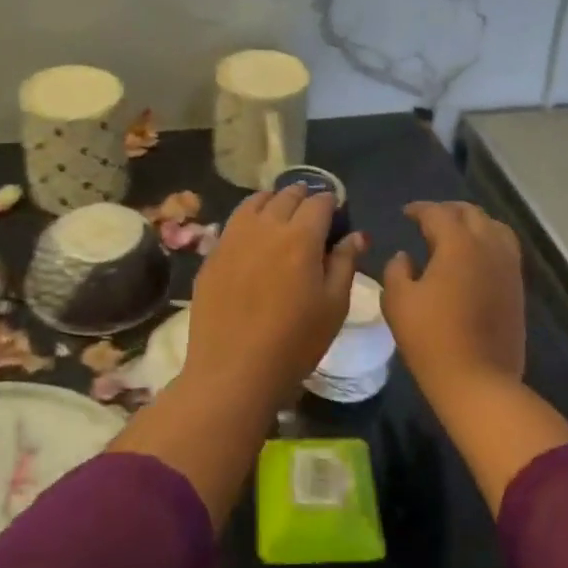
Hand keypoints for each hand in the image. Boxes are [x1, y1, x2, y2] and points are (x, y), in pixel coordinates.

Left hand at [182, 186, 363, 402]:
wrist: (232, 372)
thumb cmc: (294, 343)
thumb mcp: (333, 306)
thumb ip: (345, 263)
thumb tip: (356, 235)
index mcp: (301, 237)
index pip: (320, 202)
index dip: (331, 204)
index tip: (336, 215)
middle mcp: (266, 227)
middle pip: (286, 195)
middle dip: (303, 197)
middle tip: (311, 214)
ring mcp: (233, 238)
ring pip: (255, 202)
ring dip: (273, 201)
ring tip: (280, 215)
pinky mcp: (212, 255)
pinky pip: (233, 223)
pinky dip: (248, 219)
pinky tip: (253, 237)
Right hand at [383, 202, 525, 399]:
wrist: (478, 380)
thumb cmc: (431, 338)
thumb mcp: (398, 301)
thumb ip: (396, 270)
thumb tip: (405, 256)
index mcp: (458, 244)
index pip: (437, 213)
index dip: (419, 209)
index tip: (405, 213)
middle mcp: (488, 246)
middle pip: (471, 214)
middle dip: (448, 211)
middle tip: (428, 220)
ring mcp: (508, 267)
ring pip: (495, 228)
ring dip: (473, 224)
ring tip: (455, 234)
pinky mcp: (518, 288)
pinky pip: (505, 250)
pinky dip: (488, 242)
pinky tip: (473, 259)